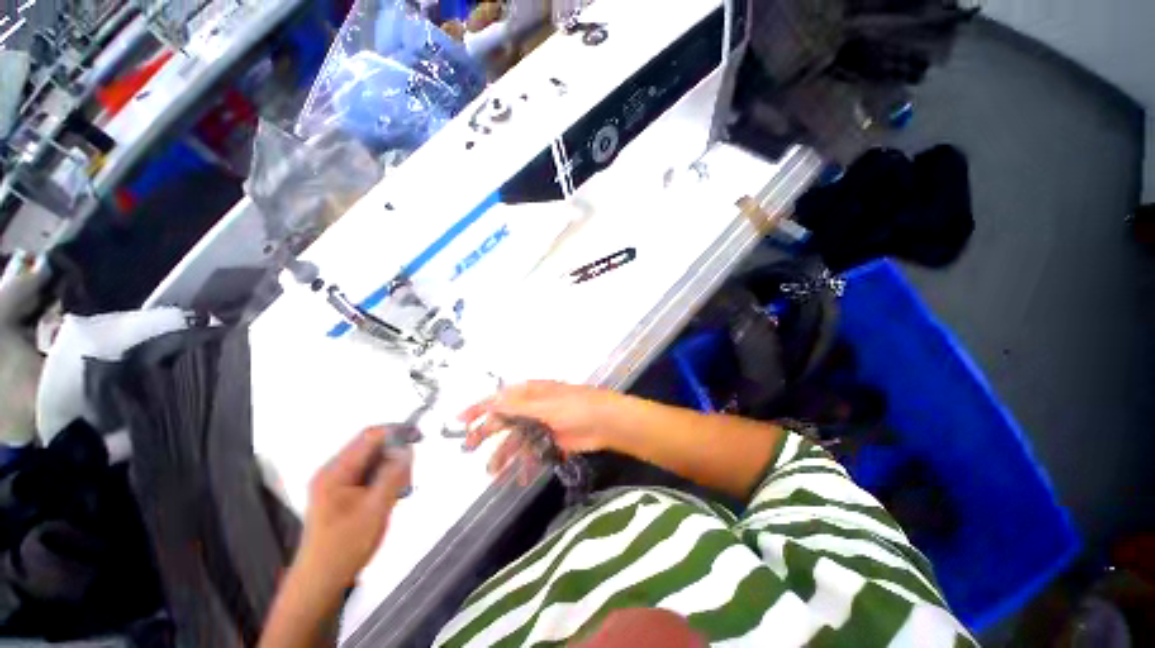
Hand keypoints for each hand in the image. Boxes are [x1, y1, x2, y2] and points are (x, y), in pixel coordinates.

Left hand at [294, 427, 412, 593]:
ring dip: (392, 469)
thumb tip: (408, 449)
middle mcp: (334, 472)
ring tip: (400, 491)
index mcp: (336, 472)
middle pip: (372, 447)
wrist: (320, 581)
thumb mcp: (375, 510)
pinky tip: (390, 496)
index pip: (370, 436)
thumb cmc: (344, 548)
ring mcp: (336, 482)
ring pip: (374, 460)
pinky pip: (370, 473)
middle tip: (409, 476)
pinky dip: (385, 478)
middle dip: (396, 455)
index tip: (418, 437)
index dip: (396, 432)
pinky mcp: (342, 492)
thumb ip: (393, 476)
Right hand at [458, 381, 632, 481]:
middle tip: (469, 450)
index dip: (479, 408)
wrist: (606, 423)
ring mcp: (542, 425)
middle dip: (486, 433)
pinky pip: (532, 452)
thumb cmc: (576, 407)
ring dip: (505, 455)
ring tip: (493, 474)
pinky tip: (522, 478)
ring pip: (517, 440)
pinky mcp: (551, 440)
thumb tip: (490, 401)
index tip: (459, 420)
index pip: (500, 398)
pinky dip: (526, 464)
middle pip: (505, 420)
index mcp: (531, 393)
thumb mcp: (545, 405)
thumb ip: (517, 406)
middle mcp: (533, 407)